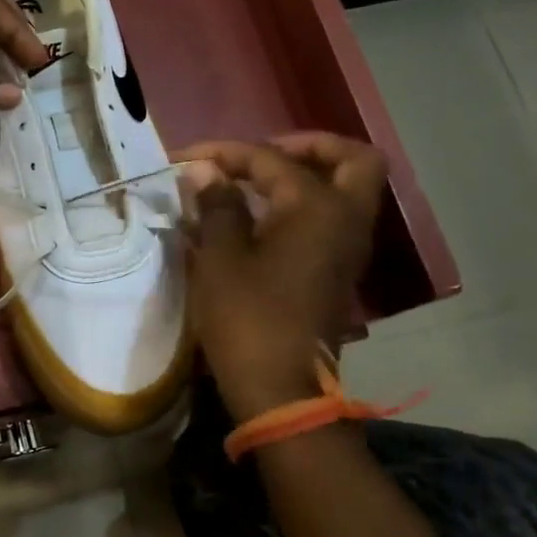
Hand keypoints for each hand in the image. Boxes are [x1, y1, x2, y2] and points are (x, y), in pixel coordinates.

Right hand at [178, 132, 387, 422]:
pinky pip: (331, 217)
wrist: (281, 389)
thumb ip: (217, 205)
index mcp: (317, 207)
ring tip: (252, 181)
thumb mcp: (221, 257)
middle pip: (351, 160)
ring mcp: (347, 247)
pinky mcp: (336, 271)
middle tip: (261, 154)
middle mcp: (345, 219)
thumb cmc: (248, 317)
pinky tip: (258, 216)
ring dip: (306, 175)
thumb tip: (205, 171)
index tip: (185, 158)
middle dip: (308, 147)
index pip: (271, 159)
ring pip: (345, 190)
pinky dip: (303, 204)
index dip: (225, 153)